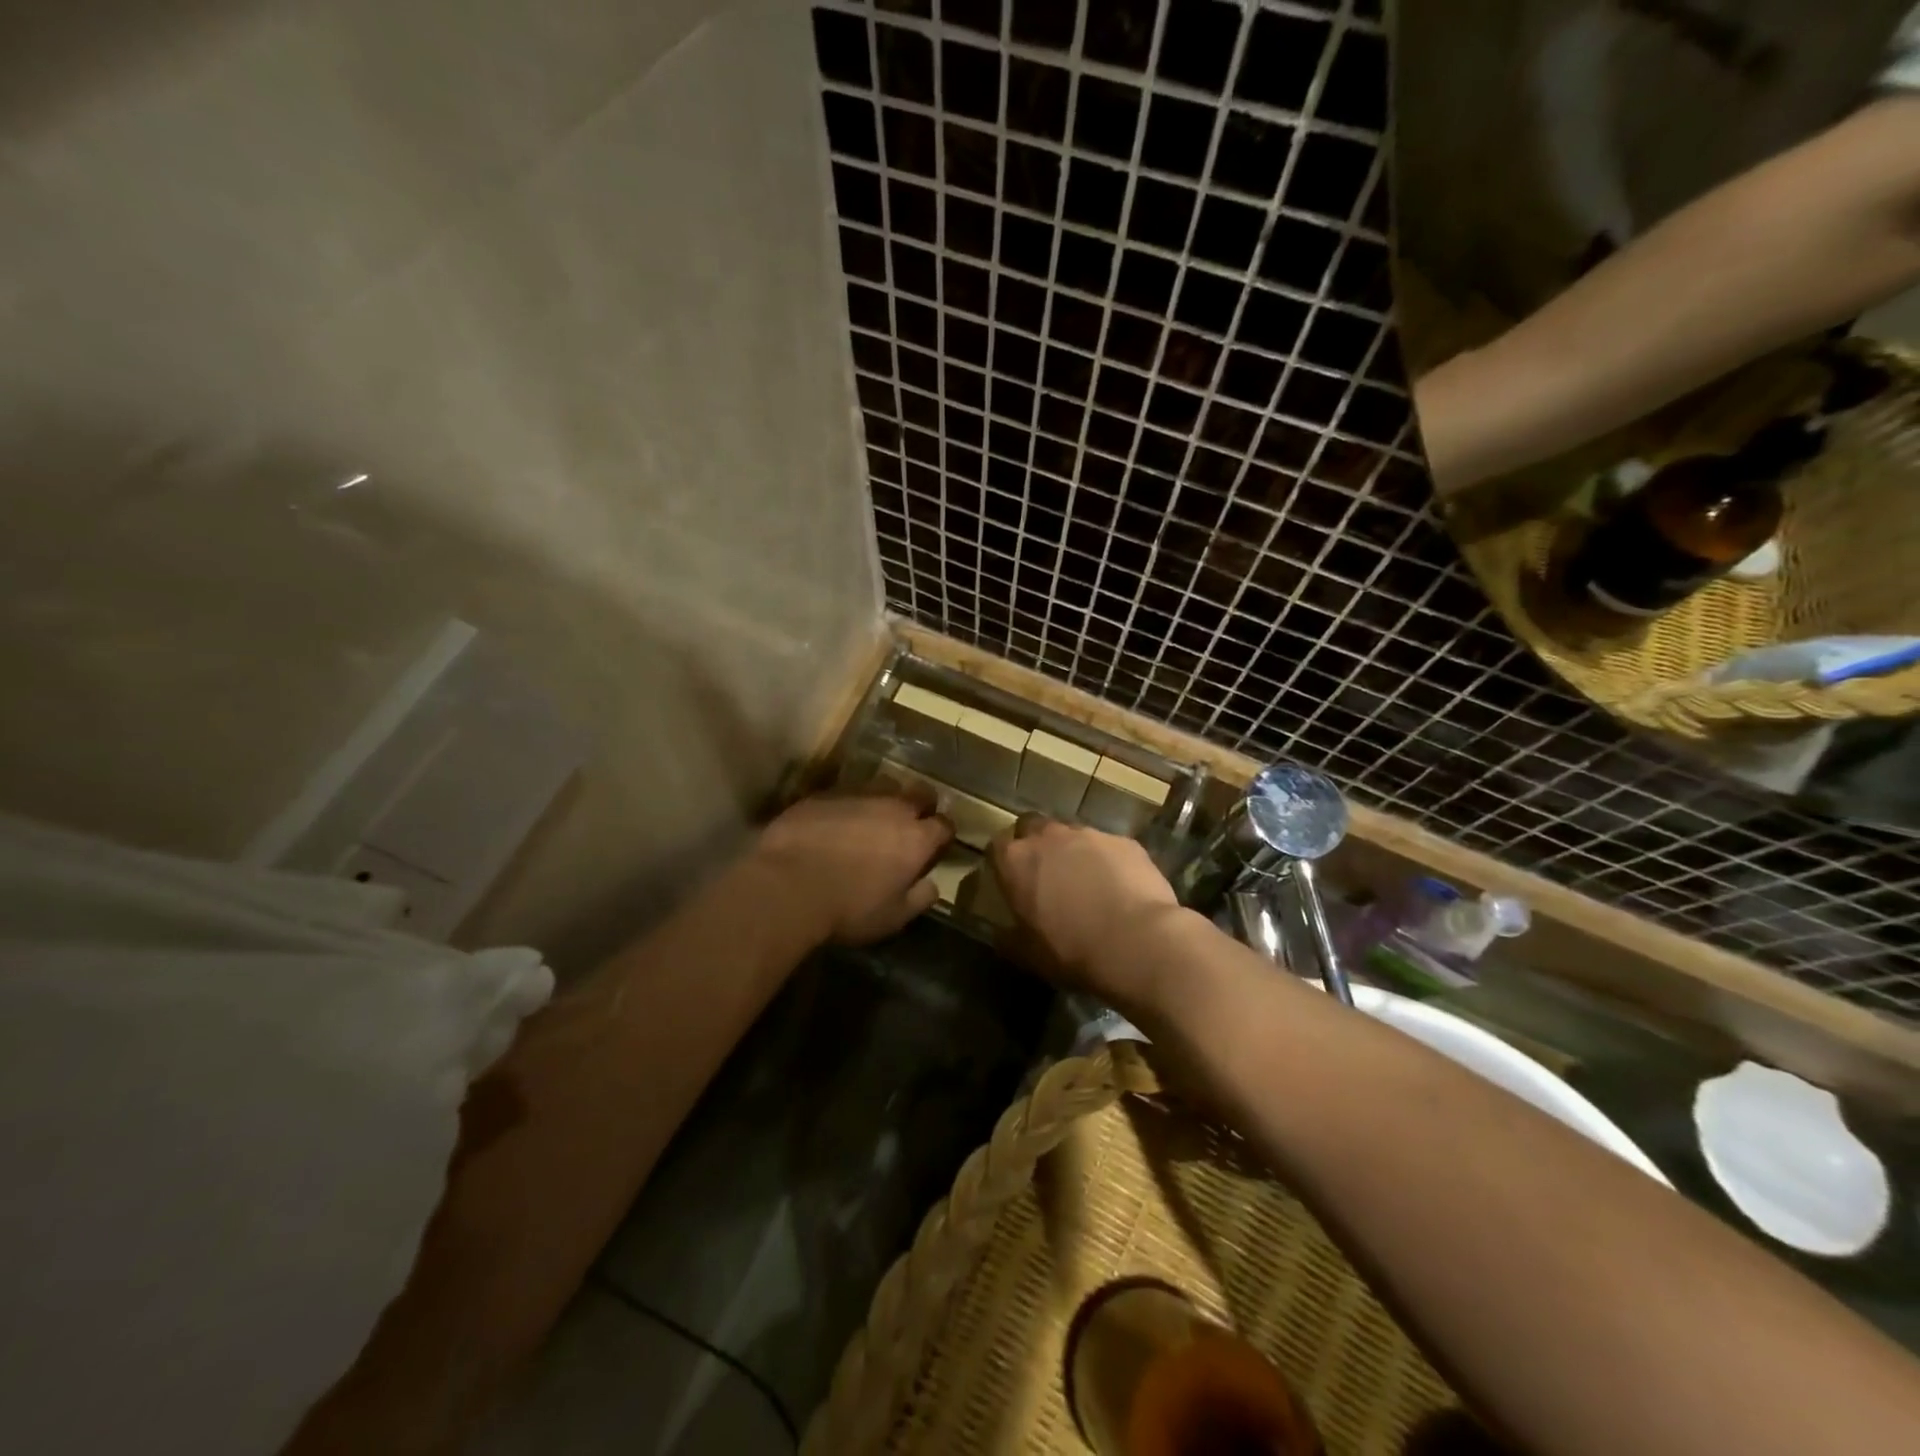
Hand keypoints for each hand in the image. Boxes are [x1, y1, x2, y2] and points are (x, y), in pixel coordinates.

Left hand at [756, 789, 953, 945]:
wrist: (787, 885)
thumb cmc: (847, 909)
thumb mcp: (892, 918)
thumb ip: (919, 898)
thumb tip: (932, 885)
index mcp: (916, 838)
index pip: (944, 825)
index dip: (942, 836)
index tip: (934, 847)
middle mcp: (893, 807)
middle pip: (920, 792)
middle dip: (921, 805)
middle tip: (910, 824)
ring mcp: (858, 794)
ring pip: (885, 784)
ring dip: (886, 798)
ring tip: (873, 817)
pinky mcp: (825, 793)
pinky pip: (847, 791)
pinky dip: (850, 803)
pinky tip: (836, 820)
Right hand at [988, 815, 1186, 1004]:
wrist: (1136, 942)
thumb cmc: (1071, 950)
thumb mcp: (1028, 954)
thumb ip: (1009, 937)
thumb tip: (1002, 934)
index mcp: (1016, 860)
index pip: (997, 847)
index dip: (1003, 863)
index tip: (1011, 882)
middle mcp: (1049, 836)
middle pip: (1033, 827)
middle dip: (1037, 844)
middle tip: (1046, 875)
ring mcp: (1090, 834)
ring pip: (1073, 835)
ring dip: (1074, 852)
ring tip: (1088, 883)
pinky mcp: (1125, 842)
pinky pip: (1109, 847)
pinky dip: (1109, 861)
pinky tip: (1120, 888)